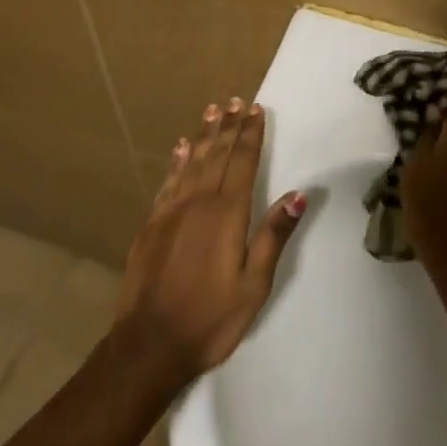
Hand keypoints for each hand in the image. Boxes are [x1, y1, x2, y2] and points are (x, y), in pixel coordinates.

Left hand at [113, 98, 306, 389]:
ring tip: (212, 111)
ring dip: (204, 135)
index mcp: (227, 214)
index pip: (243, 163)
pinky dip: (177, 161)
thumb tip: (298, 194)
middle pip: (218, 155)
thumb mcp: (254, 284)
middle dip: (229, 127)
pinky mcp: (151, 225)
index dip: (250, 135)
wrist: (149, 345)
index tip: (255, 109)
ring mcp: (171, 212)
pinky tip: (181, 148)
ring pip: (192, 162)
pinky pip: (168, 182)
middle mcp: (199, 203)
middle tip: (235, 100)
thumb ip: (273, 235)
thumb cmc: (211, 318)